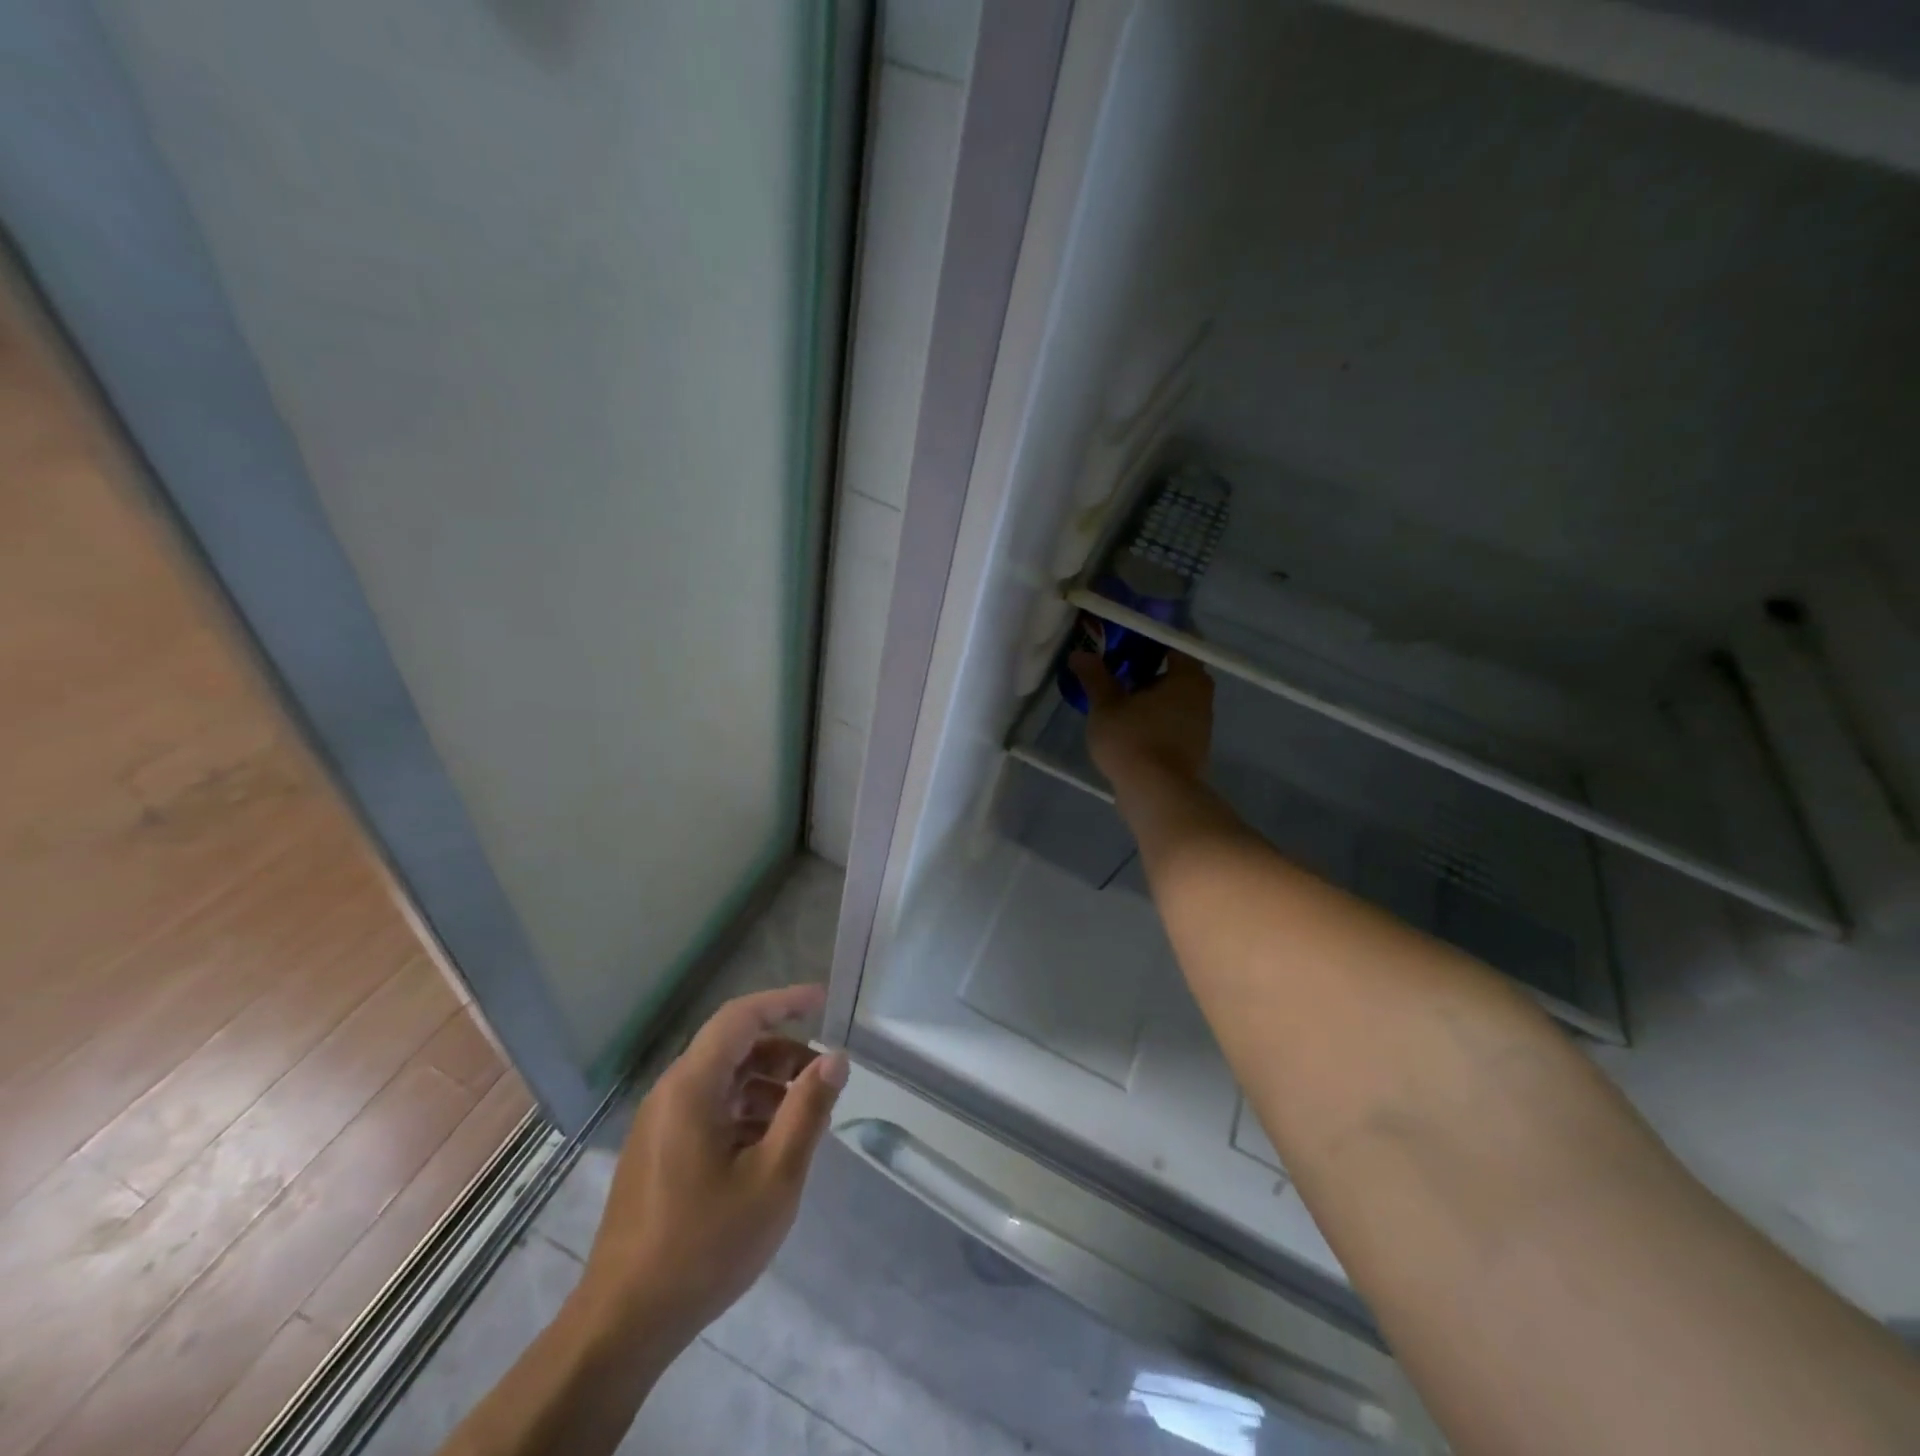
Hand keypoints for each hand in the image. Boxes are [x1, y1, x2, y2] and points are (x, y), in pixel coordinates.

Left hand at [583, 986, 847, 1347]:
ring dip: (767, 1085)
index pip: (740, 1017)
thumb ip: (807, 1110)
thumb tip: (835, 1058)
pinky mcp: (659, 1152)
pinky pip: (709, 1109)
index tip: (823, 1001)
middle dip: (783, 1052)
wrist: (624, 1323)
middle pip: (733, 1047)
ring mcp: (660, 1124)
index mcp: (692, 1087)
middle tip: (824, 1076)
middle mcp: (670, 1093)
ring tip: (805, 1116)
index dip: (784, 1002)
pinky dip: (746, 1111)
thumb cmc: (704, 1245)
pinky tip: (771, 1146)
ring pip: (722, 1081)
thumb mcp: (774, 1177)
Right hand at [1070, 635, 1214, 790]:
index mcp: (1188, 677)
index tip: (1124, 642)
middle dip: (1146, 671)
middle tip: (1115, 670)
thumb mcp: (1106, 706)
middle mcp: (1201, 697)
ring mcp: (1200, 726)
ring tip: (1116, 701)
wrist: (1158, 796)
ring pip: (1172, 701)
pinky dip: (1153, 721)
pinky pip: (1170, 724)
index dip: (1149, 640)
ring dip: (1148, 699)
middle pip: (1174, 673)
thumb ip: (1095, 677)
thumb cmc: (1134, 740)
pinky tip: (1128, 728)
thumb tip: (1080, 653)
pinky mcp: (1192, 751)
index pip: (1174, 644)